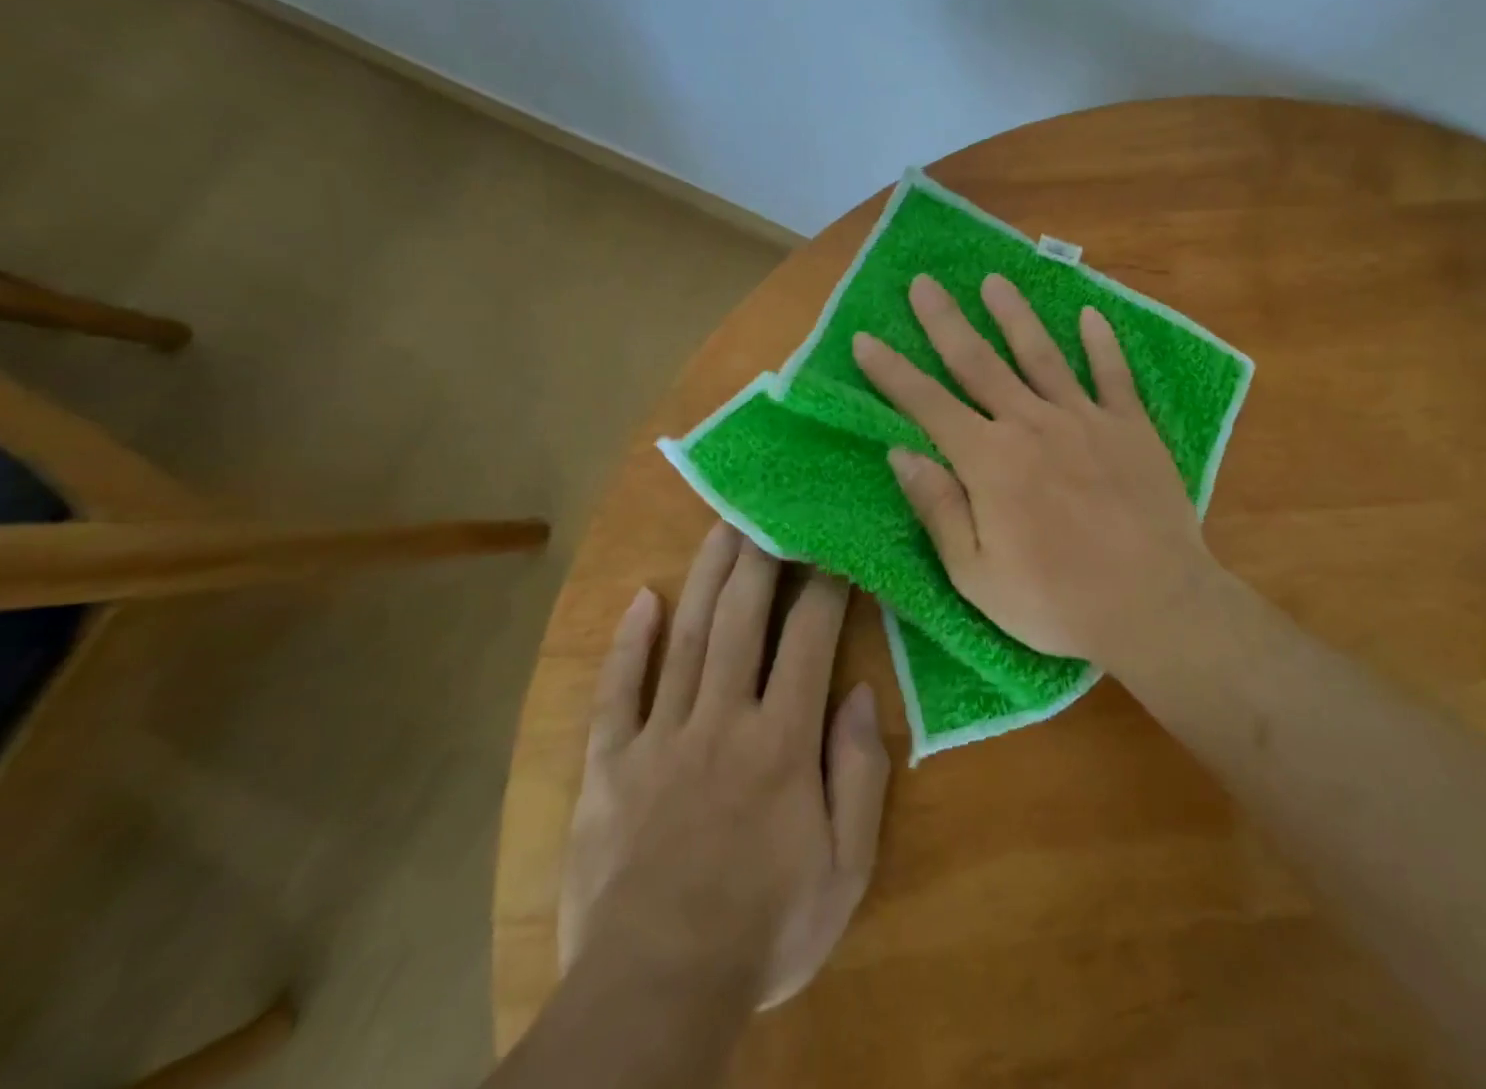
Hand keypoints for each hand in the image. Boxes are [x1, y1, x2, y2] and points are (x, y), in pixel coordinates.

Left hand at [558, 523, 890, 1009]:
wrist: (655, 994)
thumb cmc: (765, 928)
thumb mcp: (845, 867)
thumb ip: (858, 774)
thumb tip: (856, 692)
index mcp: (782, 740)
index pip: (809, 637)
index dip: (825, 584)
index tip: (833, 545)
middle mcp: (722, 719)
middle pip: (741, 617)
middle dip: (759, 556)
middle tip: (767, 506)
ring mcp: (660, 738)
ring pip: (685, 637)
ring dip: (704, 576)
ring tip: (720, 525)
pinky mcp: (610, 766)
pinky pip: (617, 693)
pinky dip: (627, 644)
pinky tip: (638, 601)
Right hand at [852, 272, 1217, 664]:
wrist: (1154, 605)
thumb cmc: (1056, 601)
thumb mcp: (977, 574)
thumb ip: (938, 508)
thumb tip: (900, 452)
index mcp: (989, 461)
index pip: (927, 404)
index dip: (891, 372)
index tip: (864, 338)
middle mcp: (1032, 424)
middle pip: (979, 362)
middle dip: (945, 321)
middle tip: (924, 283)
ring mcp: (1085, 419)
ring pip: (1041, 354)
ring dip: (1014, 314)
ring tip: (994, 280)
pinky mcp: (1132, 427)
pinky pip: (1114, 374)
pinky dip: (1102, 343)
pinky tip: (1091, 314)